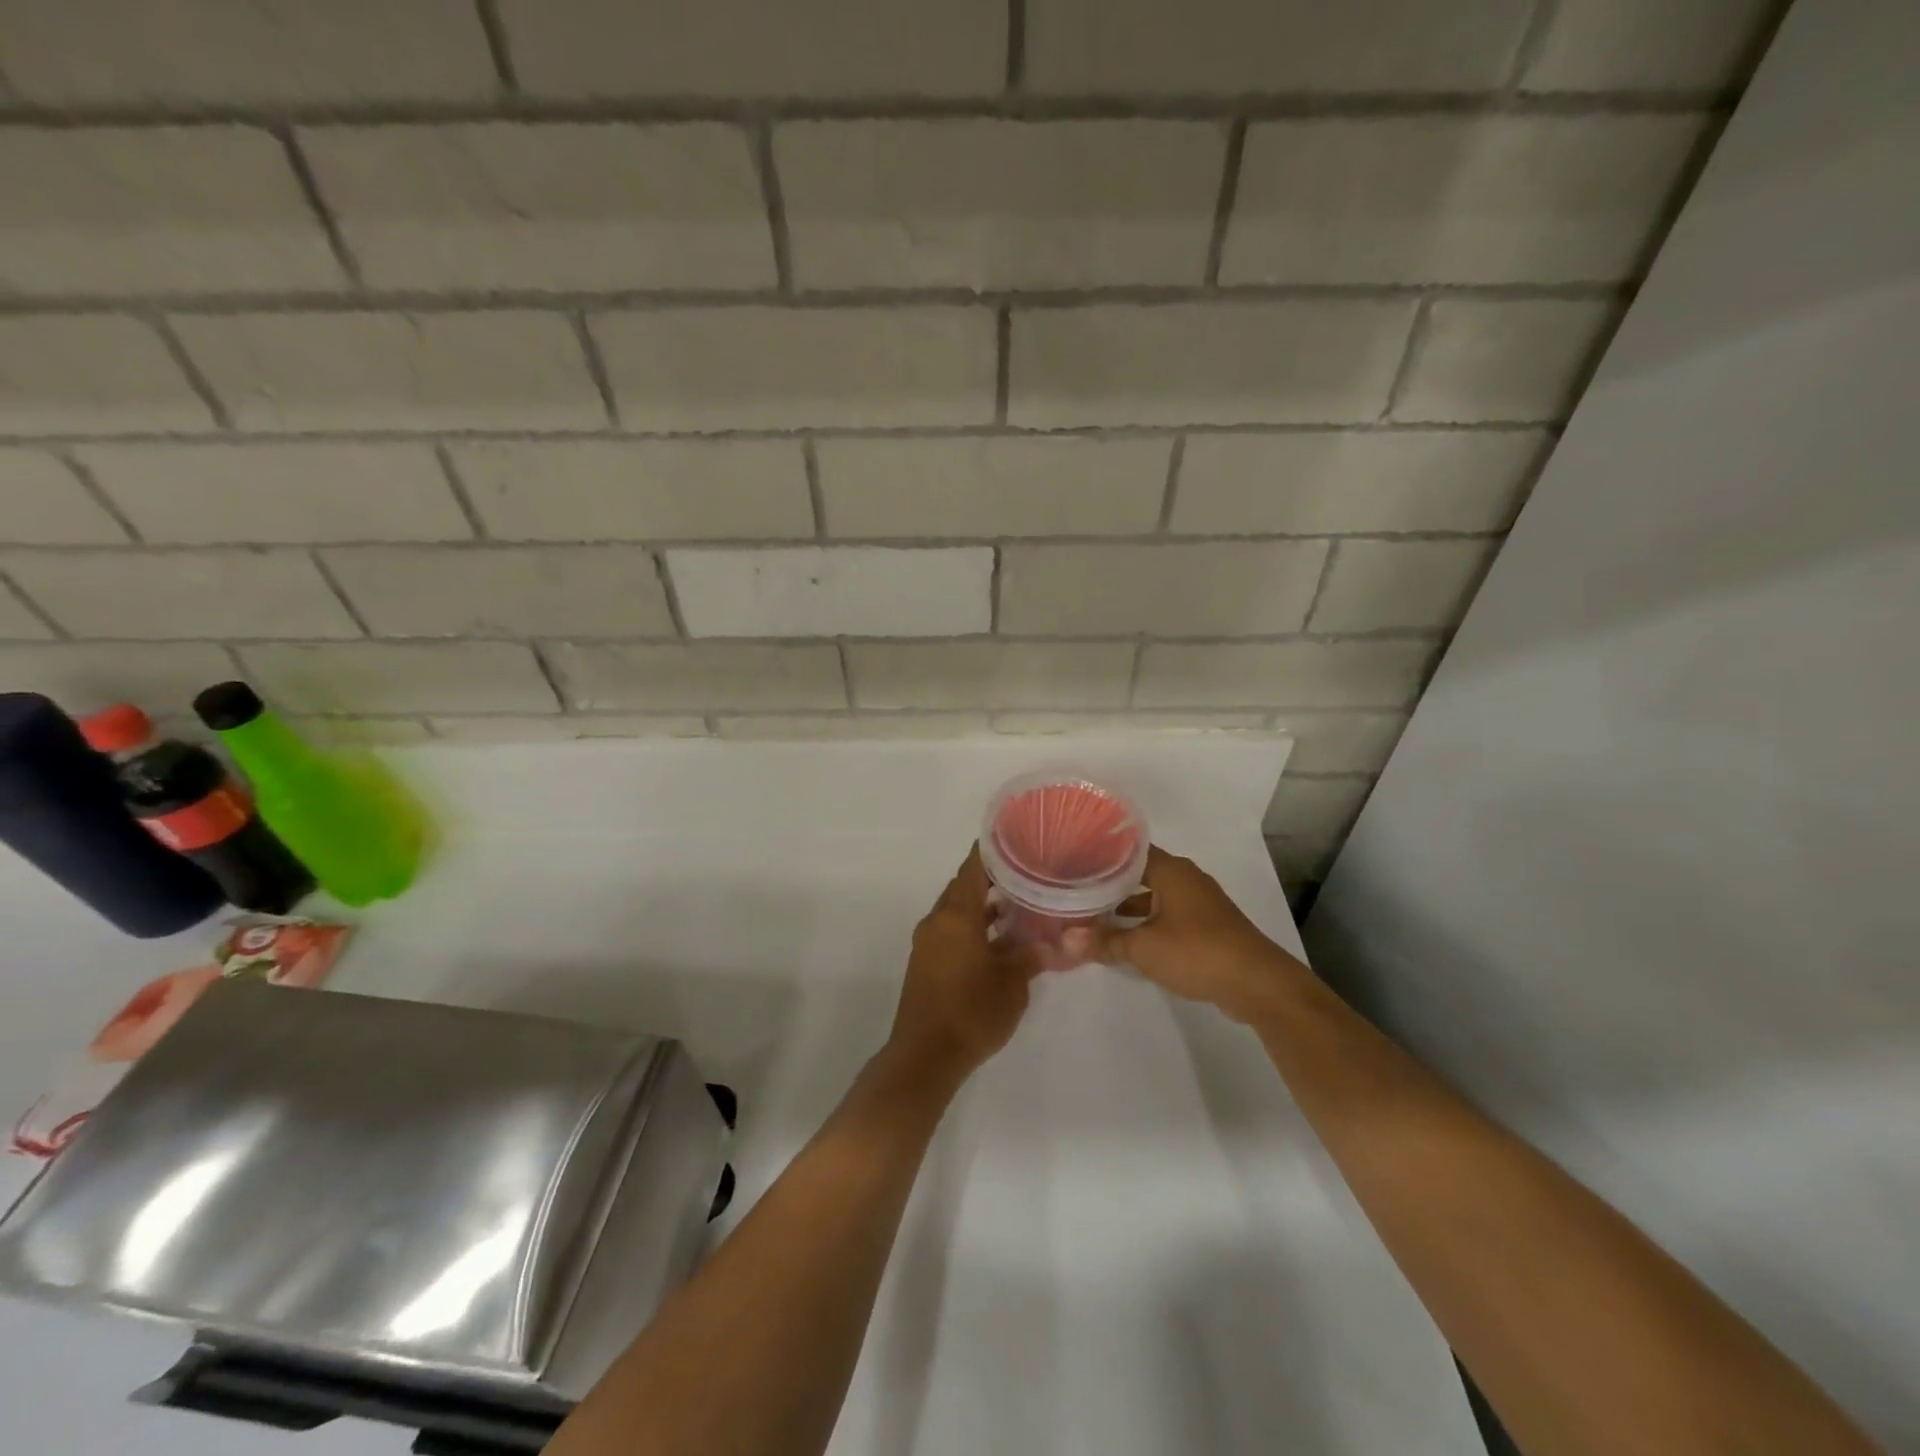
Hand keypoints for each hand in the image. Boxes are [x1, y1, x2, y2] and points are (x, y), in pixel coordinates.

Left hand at [887, 847, 1040, 1083]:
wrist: (925, 1056)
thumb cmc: (972, 1012)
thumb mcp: (1012, 983)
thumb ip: (1031, 955)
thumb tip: (1054, 941)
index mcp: (955, 914)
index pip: (973, 867)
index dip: (994, 850)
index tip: (1018, 839)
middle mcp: (937, 920)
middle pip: (965, 886)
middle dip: (994, 878)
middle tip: (1028, 872)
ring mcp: (928, 942)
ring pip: (958, 910)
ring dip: (984, 905)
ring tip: (1021, 903)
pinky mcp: (926, 962)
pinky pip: (952, 930)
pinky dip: (974, 926)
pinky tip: (1000, 938)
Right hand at [1072, 846, 1306, 1024]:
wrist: (1258, 983)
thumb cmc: (1198, 952)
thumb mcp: (1144, 948)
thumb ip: (1105, 941)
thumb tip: (1066, 940)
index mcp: (1171, 870)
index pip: (1129, 850)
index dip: (1101, 855)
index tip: (1074, 860)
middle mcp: (1186, 878)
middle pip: (1140, 873)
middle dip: (1110, 883)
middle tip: (1076, 889)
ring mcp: (1199, 902)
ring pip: (1154, 896)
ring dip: (1128, 906)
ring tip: (1094, 915)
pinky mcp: (1207, 925)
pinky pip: (1167, 914)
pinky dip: (1147, 922)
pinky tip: (1127, 939)